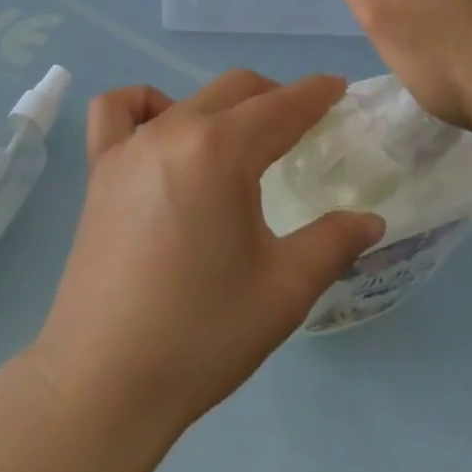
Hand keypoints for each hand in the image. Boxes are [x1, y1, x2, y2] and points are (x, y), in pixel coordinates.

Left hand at [28, 71, 384, 437]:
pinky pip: (118, 109)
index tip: (339, 88)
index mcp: (222, 151)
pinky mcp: (100, 168)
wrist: (104, 383)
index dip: (316, 94)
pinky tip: (163, 131)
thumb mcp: (284, 290)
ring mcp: (131, 145)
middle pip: (237, 90)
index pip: (282, 107)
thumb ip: (333, 243)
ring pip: (189, 97)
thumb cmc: (202, 335)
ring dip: (226, 104)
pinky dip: (146, 104)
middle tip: (303, 124)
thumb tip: (371, 220)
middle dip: (277, 97)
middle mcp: (175, 130)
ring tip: (243, 137)